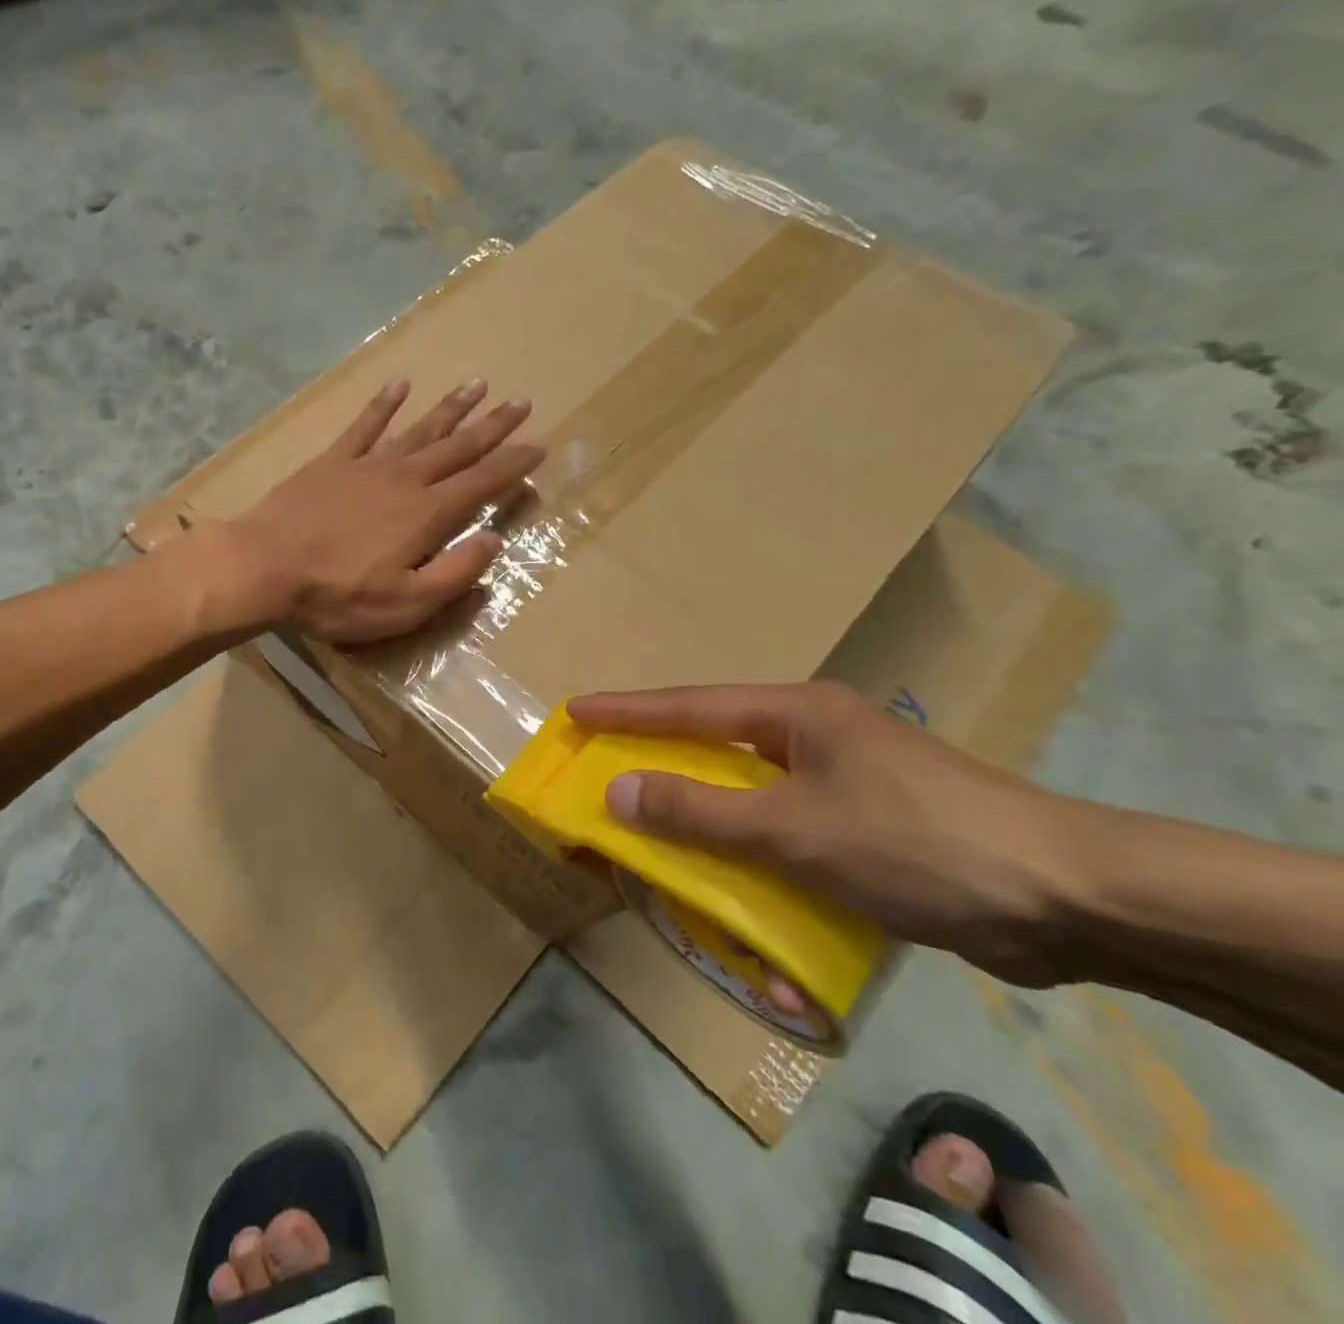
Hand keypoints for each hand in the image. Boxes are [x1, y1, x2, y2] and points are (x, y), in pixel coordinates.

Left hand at [224, 379, 544, 642]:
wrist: (263, 567)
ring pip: (419, 429)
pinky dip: (383, 405)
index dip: (513, 465)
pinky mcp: (331, 462)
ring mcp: (366, 465)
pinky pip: (364, 426)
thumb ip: (454, 573)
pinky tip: (399, 385)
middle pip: (457, 447)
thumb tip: (494, 541)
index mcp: (427, 514)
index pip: (482, 483)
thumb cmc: (337, 595)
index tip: (539, 446)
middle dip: (492, 427)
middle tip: (521, 403)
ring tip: (477, 384)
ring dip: (450, 408)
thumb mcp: (406, 604)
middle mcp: (404, 479)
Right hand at [566, 682, 1093, 985]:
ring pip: (752, 808)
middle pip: (716, 755)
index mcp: (796, 716)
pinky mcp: (867, 834)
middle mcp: (814, 741)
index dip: (627, 712)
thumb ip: (701, 812)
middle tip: (609, 788)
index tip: (575, 712)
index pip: (690, 708)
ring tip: (670, 866)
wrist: (1072, 902)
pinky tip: (764, 941)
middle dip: (663, 778)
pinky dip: (770, 883)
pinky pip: (793, 850)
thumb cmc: (918, 841)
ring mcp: (843, 786)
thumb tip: (619, 792)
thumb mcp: (794, 829)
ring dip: (715, 844)